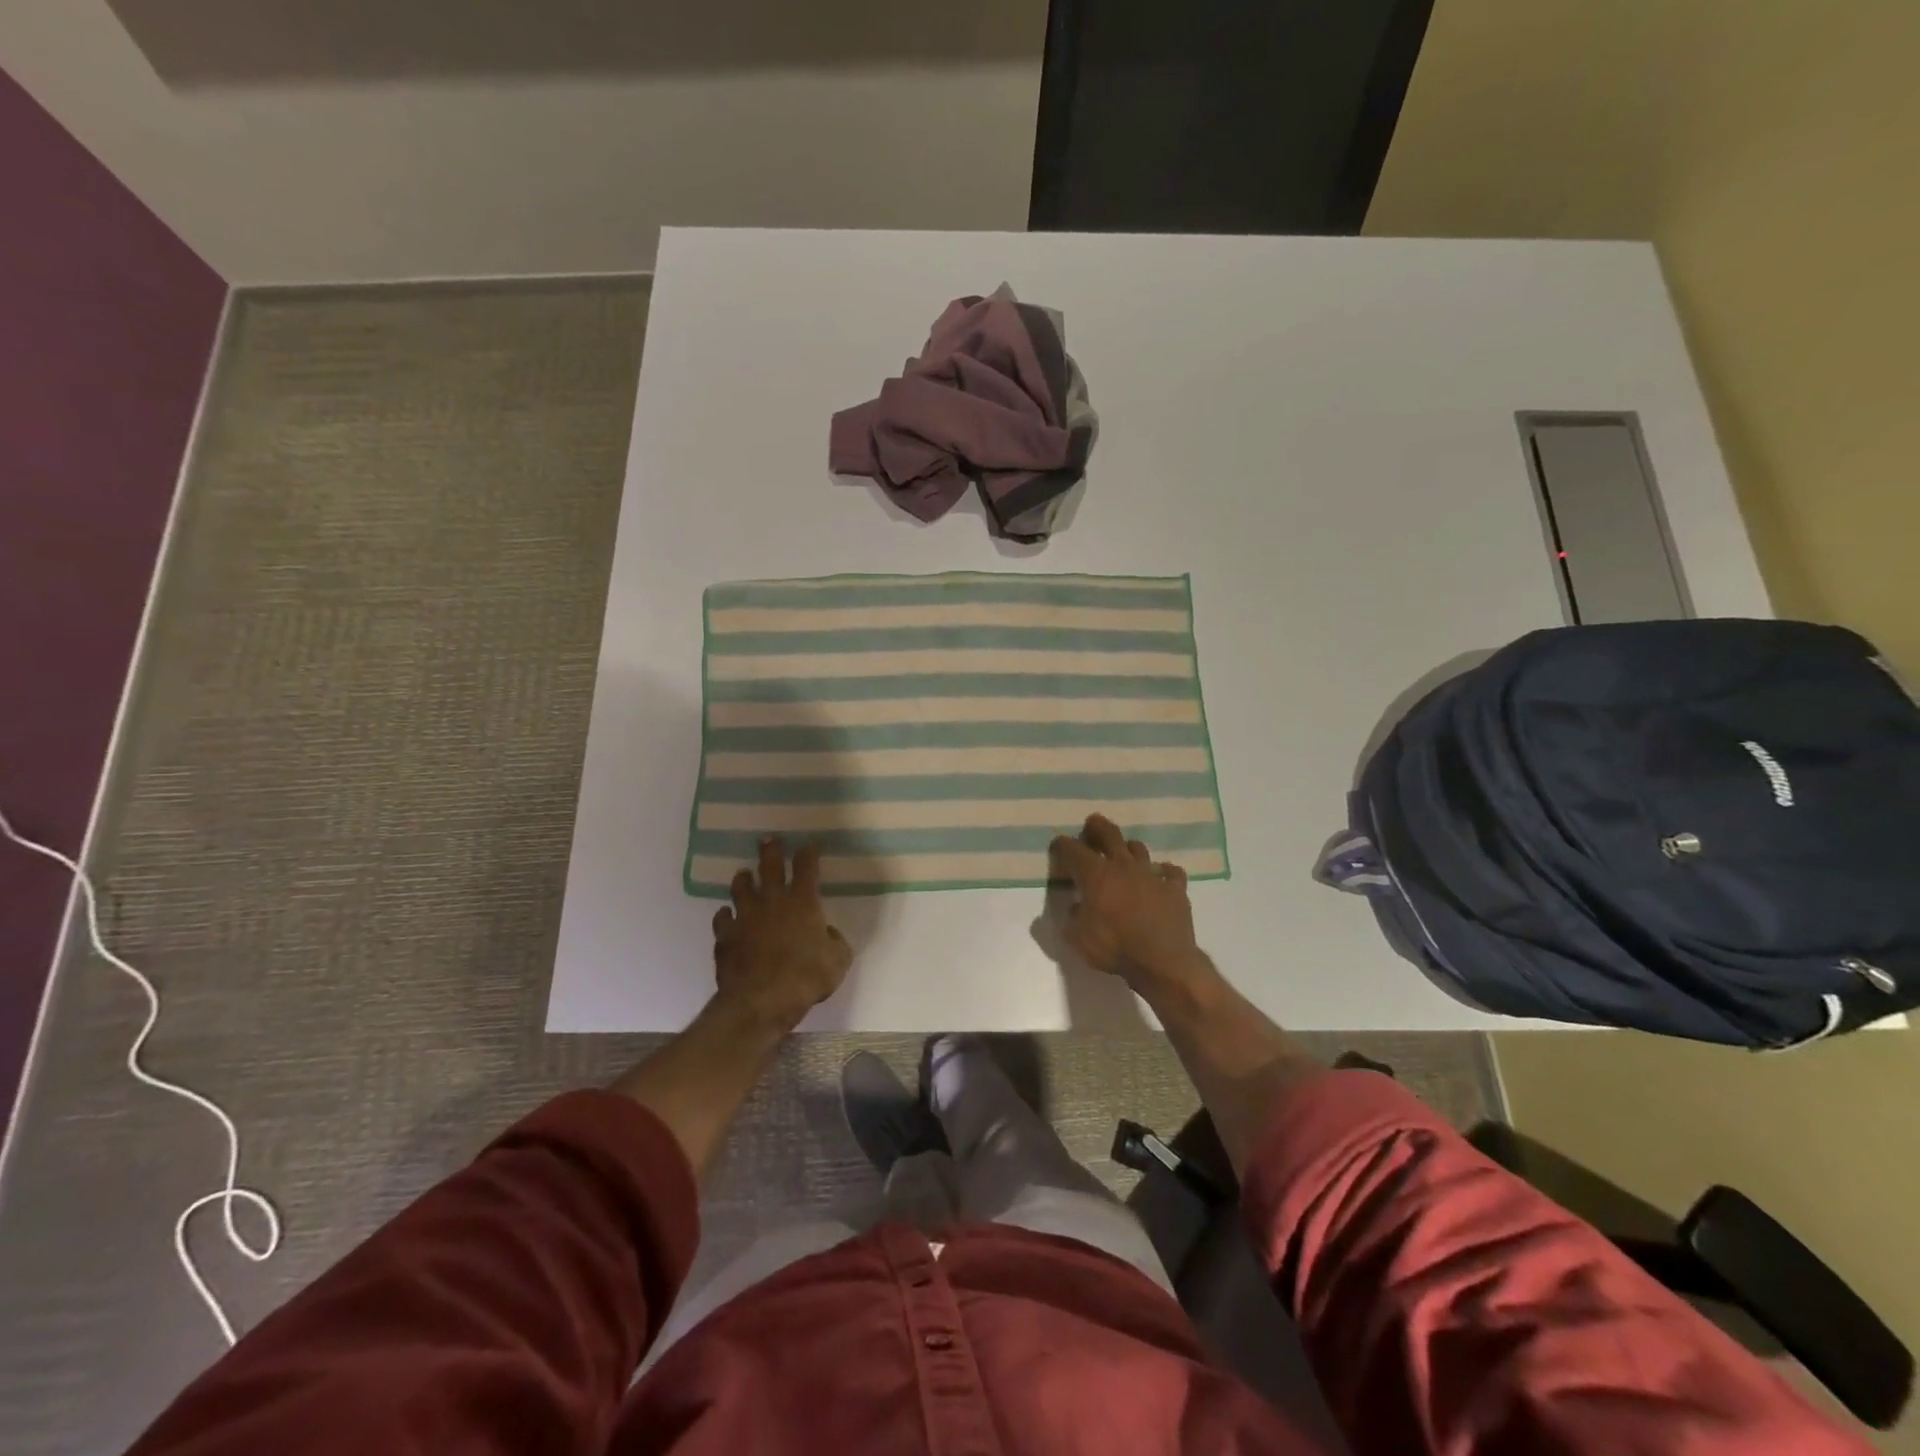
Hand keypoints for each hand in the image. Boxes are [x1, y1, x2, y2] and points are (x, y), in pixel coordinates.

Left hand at [711, 837, 852, 1029]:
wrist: (760, 1000)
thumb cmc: (806, 978)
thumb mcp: (838, 960)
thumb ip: (835, 942)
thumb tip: (827, 933)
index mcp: (803, 902)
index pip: (806, 867)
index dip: (808, 853)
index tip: (808, 845)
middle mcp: (772, 901)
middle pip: (770, 866)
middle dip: (771, 850)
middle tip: (768, 839)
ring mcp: (745, 917)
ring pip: (741, 888)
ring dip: (744, 879)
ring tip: (744, 875)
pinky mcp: (725, 936)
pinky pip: (722, 919)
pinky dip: (725, 916)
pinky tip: (727, 916)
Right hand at [1050, 814, 1206, 995]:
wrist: (1163, 961)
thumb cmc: (1115, 947)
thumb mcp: (1077, 939)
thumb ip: (1069, 921)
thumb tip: (1072, 908)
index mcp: (1095, 874)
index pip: (1073, 849)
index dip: (1062, 845)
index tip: (1057, 845)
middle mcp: (1123, 866)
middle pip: (1109, 834)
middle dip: (1097, 827)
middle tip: (1092, 824)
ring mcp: (1152, 875)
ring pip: (1139, 849)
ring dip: (1129, 848)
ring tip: (1124, 853)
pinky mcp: (1175, 889)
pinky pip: (1171, 873)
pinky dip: (1165, 872)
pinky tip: (1162, 877)